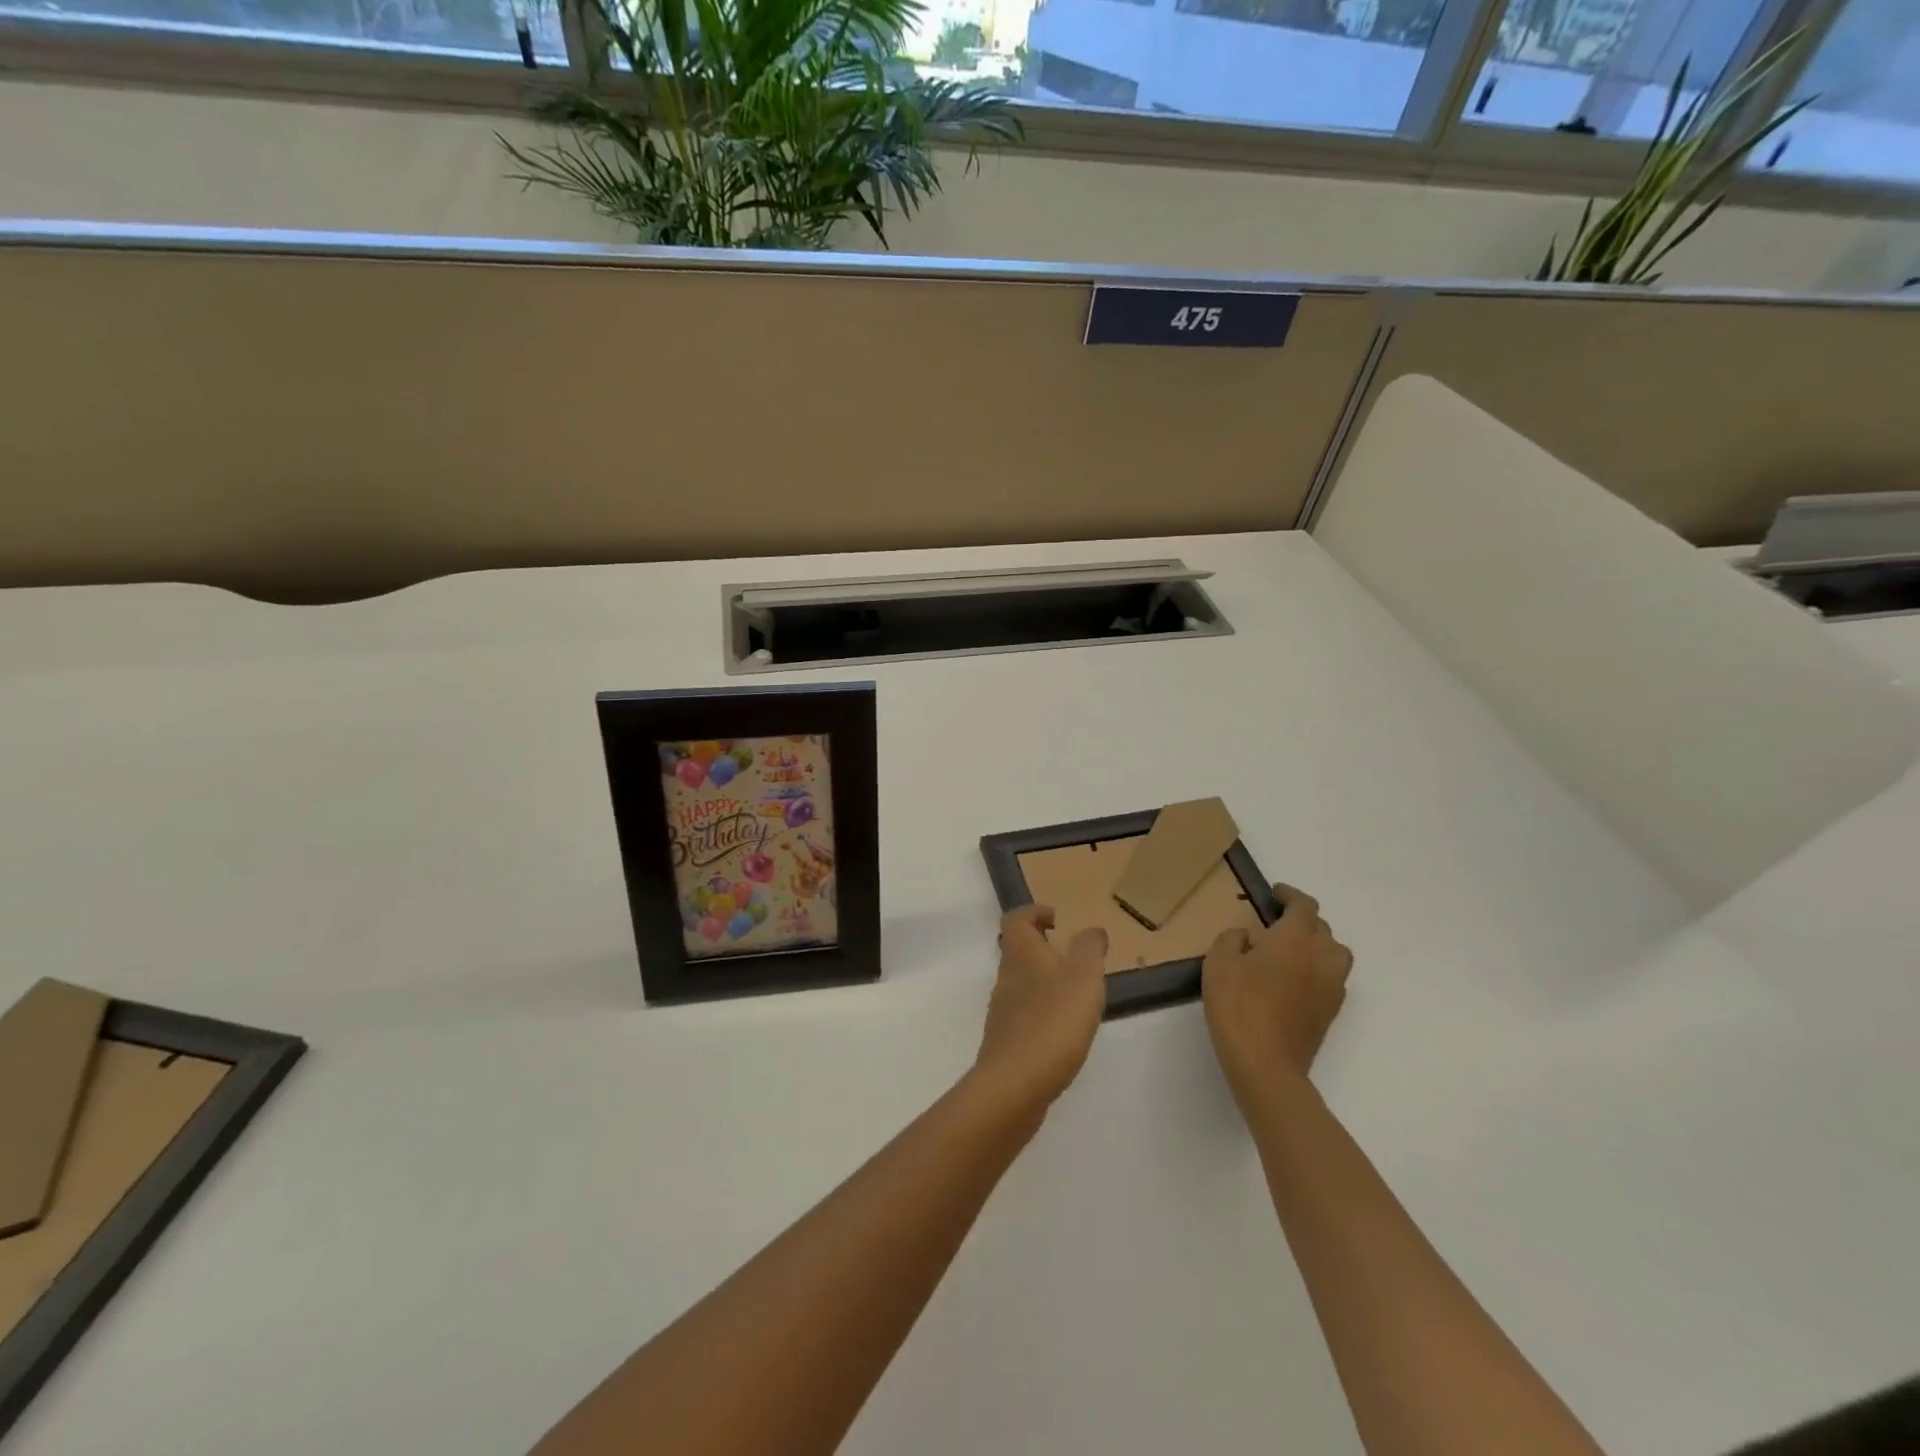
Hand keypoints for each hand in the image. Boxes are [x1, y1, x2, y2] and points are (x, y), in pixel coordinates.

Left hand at [972, 905, 1107, 1114]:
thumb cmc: (1052, 1021)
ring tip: (1077, 994)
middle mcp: (1006, 976)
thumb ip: (1089, 948)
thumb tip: (1091, 930)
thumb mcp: (1083, 977)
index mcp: (1021, 953)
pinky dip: (1044, 1012)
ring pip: (1022, 983)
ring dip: (1045, 981)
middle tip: (1075, 957)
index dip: (1035, 912)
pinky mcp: (1007, 1041)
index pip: (1017, 919)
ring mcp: (1003, 1010)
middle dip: (1043, 948)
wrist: (1014, 1085)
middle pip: (1018, 950)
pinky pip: (1025, 1015)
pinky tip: (1065, 1030)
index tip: (1059, 919)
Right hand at [1202, 884, 1352, 1103]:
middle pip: (1322, 928)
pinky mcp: (1330, 1012)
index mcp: (1294, 939)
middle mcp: (1320, 957)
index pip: (1304, 906)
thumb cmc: (1238, 1005)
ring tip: (1292, 950)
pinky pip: (1332, 977)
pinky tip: (1294, 980)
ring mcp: (1330, 986)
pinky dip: (1318, 969)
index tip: (1274, 894)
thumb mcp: (1218, 963)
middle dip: (1302, 920)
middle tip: (1276, 923)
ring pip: (1334, 952)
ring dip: (1317, 944)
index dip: (1290, 895)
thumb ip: (1232, 940)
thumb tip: (1247, 937)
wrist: (1266, 1063)